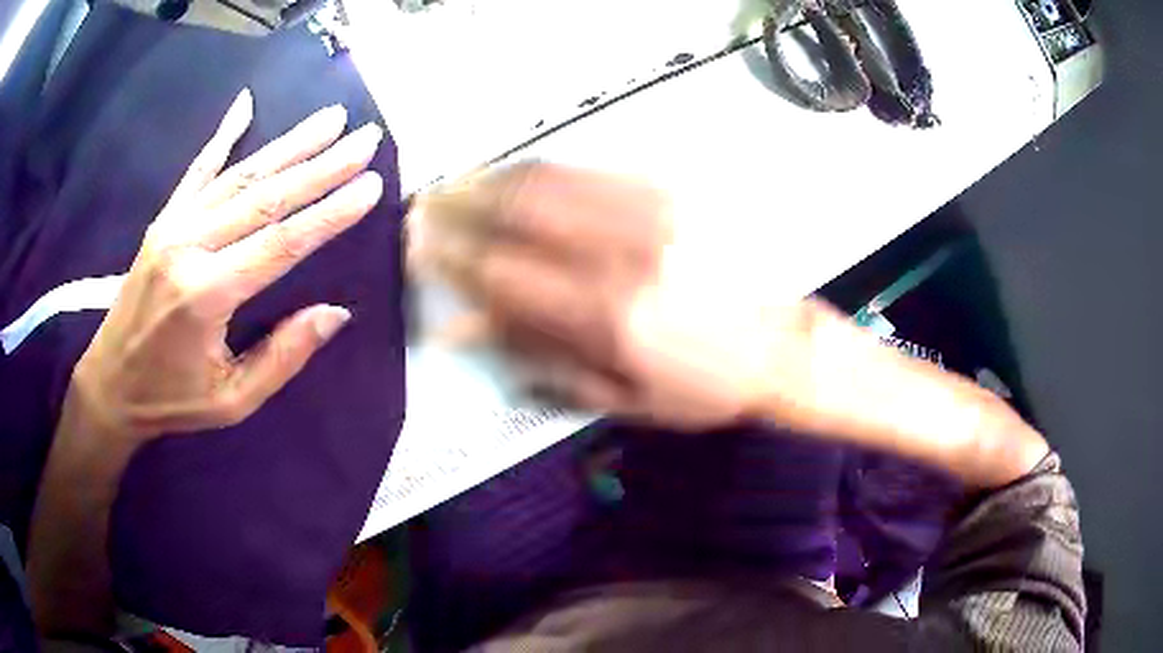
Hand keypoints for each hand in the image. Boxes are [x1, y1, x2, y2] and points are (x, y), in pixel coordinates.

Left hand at [71, 89, 384, 441]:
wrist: (110, 385)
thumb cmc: (171, 399)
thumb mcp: (232, 400)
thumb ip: (282, 357)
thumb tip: (335, 313)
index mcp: (207, 294)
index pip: (282, 243)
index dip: (330, 212)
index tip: (371, 184)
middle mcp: (190, 247)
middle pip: (266, 196)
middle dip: (322, 165)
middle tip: (366, 137)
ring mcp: (173, 226)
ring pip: (240, 175)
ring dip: (290, 144)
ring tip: (331, 117)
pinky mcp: (163, 221)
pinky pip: (198, 170)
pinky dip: (223, 136)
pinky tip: (246, 105)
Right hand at [411, 162, 837, 429]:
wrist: (783, 346)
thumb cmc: (703, 386)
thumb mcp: (620, 395)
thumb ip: (540, 358)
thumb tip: (468, 329)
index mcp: (608, 314)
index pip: (503, 272)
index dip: (451, 256)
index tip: (418, 247)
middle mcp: (623, 252)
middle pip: (518, 210)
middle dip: (460, 205)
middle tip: (425, 205)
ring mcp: (651, 212)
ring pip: (550, 179)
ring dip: (494, 179)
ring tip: (461, 184)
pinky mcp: (674, 192)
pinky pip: (593, 169)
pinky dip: (544, 170)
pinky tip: (520, 175)